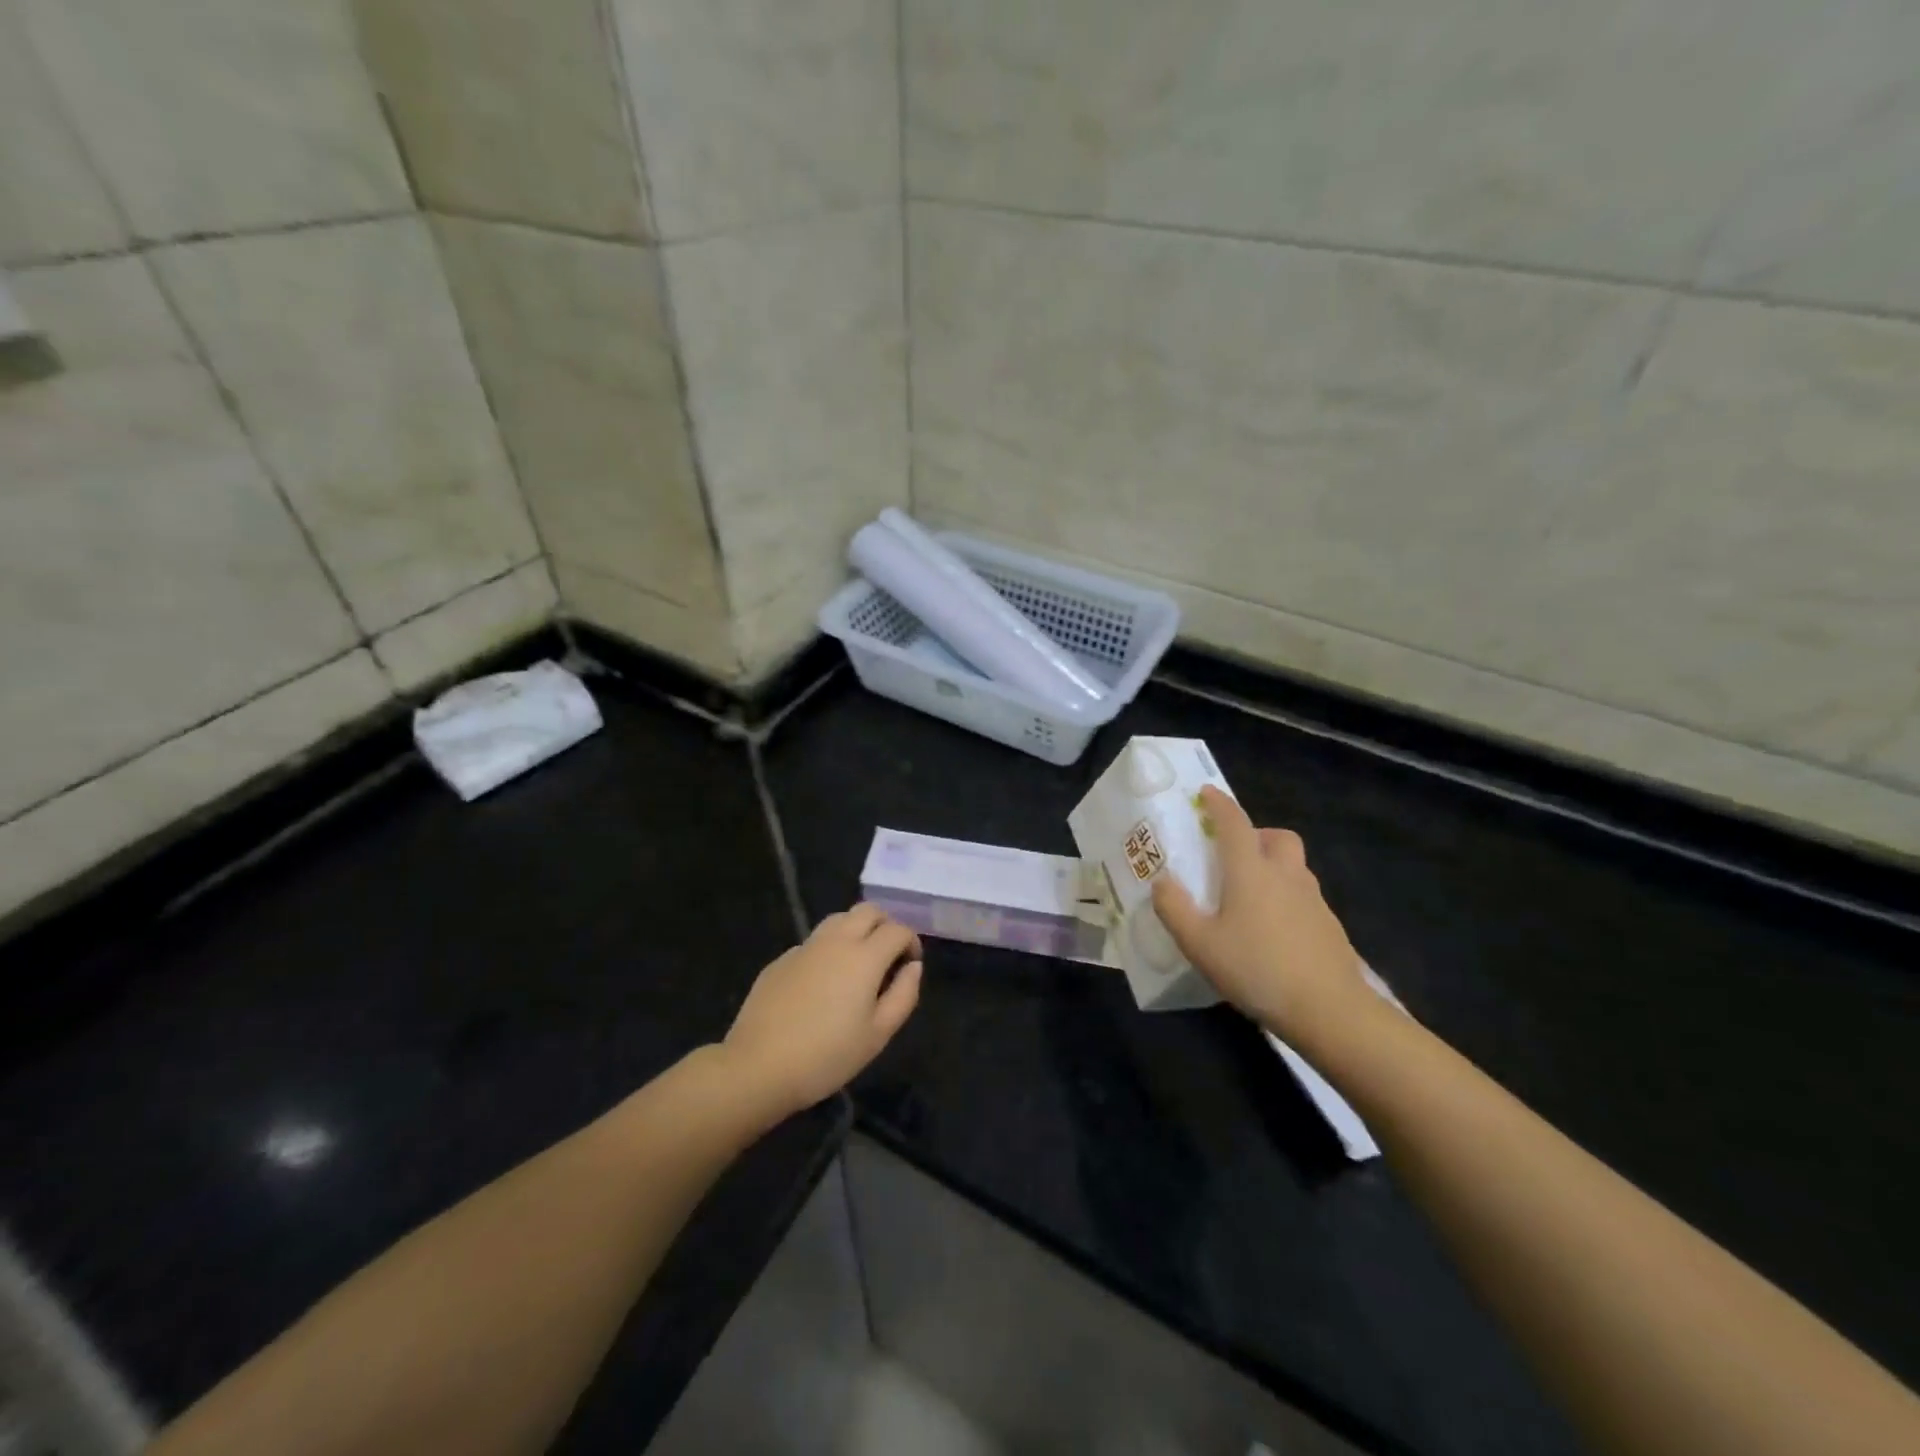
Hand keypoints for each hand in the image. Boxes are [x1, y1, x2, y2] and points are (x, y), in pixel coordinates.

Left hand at [722, 904, 922, 1117]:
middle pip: (868, 910)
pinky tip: (823, 982)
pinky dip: (829, 949)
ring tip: (858, 963)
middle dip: (886, 924)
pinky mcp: (781, 960)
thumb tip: (913, 967)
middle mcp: (836, 940)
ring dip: (856, 929)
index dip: (911, 942)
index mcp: (864, 956)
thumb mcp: (878, 1035)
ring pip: (839, 919)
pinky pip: (814, 941)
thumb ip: (904, 995)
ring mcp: (805, 947)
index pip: (898, 929)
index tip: (910, 964)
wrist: (758, 1067)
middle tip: (889, 955)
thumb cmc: (827, 1056)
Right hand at [1151, 786, 1366, 1045]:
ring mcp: (1313, 900)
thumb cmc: (1257, 969)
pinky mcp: (1329, 926)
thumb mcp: (1200, 944)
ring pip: (1294, 865)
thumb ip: (1174, 909)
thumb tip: (1161, 882)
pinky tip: (1272, 928)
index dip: (1219, 805)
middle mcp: (1285, 875)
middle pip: (1277, 837)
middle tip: (1234, 854)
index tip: (1207, 794)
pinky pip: (1304, 895)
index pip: (1234, 824)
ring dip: (1273, 864)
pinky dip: (1286, 896)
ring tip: (1249, 894)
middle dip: (1256, 834)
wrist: (1330, 1011)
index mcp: (1251, 871)